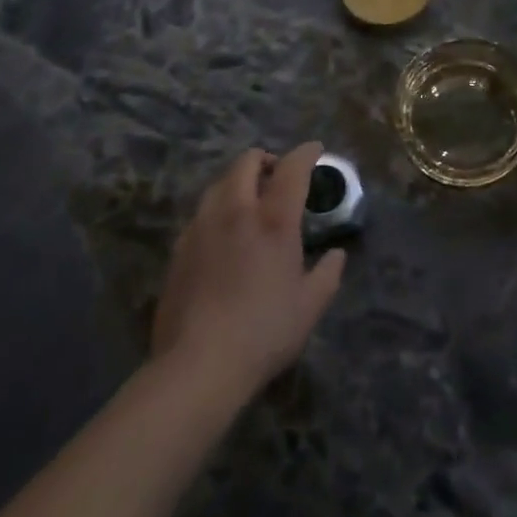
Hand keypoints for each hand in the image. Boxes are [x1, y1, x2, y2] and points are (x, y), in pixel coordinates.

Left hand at [151, 142, 345, 399]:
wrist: (196, 366)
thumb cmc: (263, 332)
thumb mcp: (310, 306)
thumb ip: (328, 274)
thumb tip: (337, 255)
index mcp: (273, 219)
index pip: (292, 167)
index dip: (306, 153)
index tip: (316, 150)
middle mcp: (236, 211)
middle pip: (247, 162)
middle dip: (265, 159)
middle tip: (277, 175)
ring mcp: (202, 227)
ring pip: (219, 183)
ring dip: (238, 181)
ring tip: (249, 201)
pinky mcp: (179, 249)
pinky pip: (201, 213)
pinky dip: (218, 209)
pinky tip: (223, 234)